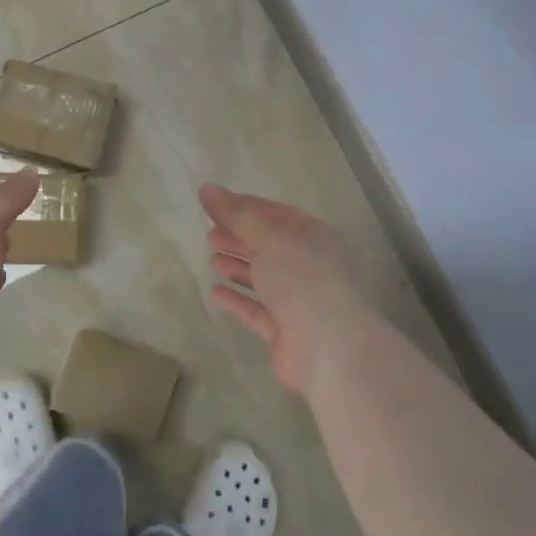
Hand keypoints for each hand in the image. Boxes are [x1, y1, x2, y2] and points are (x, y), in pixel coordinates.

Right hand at [200, 183, 373, 396]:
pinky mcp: (285, 330)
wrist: (329, 348)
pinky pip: (257, 310)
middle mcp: (309, 266)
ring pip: (264, 277)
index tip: (214, 204)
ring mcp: (298, 300)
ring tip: (212, 259)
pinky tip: (216, 293)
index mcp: (314, 237)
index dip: (245, 207)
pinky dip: (238, 299)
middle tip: (210, 234)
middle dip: (240, 238)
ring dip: (239, 267)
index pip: (275, 214)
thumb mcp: (270, 239)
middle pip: (269, 246)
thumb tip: (207, 188)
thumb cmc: (303, 281)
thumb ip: (237, 215)